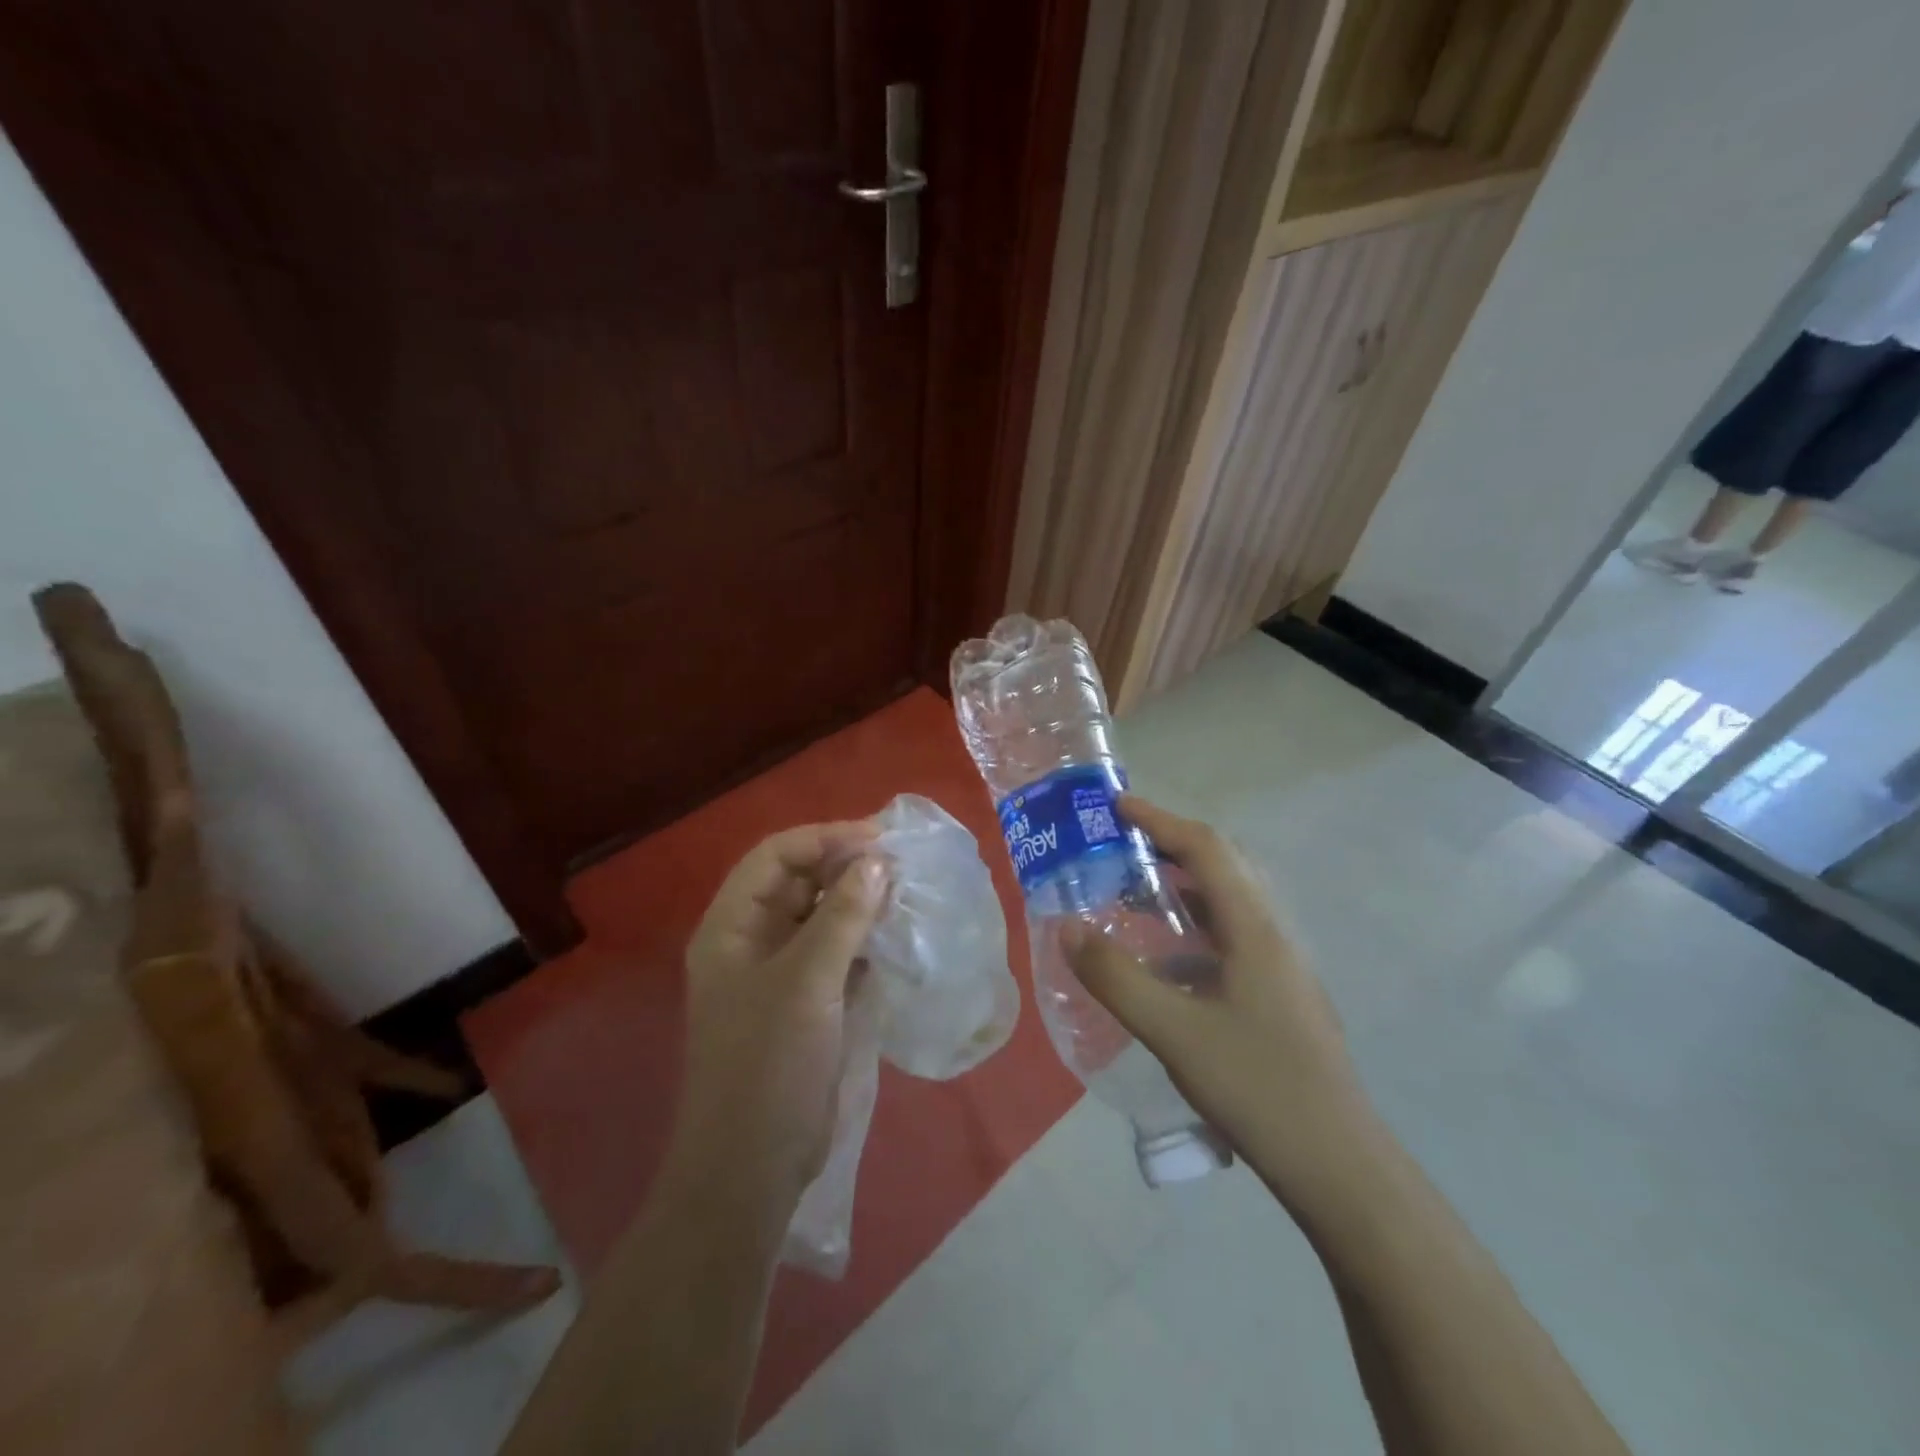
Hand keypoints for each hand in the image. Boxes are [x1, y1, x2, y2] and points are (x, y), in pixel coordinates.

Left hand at [672, 822, 889, 1204]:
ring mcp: (780, 975)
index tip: (879, 840)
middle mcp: (752, 942)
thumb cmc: (768, 1065)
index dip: (824, 839)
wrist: (753, 1168)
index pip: (776, 857)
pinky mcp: (807, 1004)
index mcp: (732, 927)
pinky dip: (864, 942)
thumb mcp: (806, 982)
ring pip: (822, 918)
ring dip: (860, 905)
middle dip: (846, 869)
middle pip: (800, 883)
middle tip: (902, 866)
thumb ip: (842, 916)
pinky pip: (837, 955)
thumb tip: (877, 862)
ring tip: (906, 896)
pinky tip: (897, 938)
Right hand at [1064, 795, 1371, 1183]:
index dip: (1160, 821)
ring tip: (1133, 896)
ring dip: (1182, 887)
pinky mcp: (1279, 993)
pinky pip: (1231, 936)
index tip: (1116, 807)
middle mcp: (1273, 934)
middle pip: (1224, 865)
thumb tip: (1067, 926)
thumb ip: (1116, 977)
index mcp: (1255, 929)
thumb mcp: (1174, 1032)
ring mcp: (1281, 965)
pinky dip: (1192, 928)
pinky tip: (1164, 962)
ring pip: (1229, 902)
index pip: (1207, 849)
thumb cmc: (1258, 1088)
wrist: (1337, 1165)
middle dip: (1171, 845)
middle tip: (1120, 847)